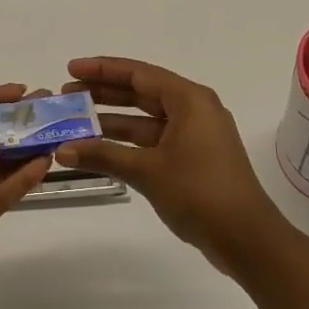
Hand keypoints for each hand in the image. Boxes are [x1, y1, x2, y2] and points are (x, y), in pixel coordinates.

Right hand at [56, 57, 287, 269]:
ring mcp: (195, 135)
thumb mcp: (147, 171)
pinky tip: (100, 149)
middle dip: (103, 93)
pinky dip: (128, 143)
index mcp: (189, 99)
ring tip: (75, 122)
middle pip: (141, 92)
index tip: (71, 70)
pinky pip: (154, 139)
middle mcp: (194, 109)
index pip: (138, 73)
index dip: (102, 70)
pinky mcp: (194, 158)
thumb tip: (62, 149)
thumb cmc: (199, 192)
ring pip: (146, 119)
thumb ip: (103, 155)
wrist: (246, 238)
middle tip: (67, 95)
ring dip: (112, 121)